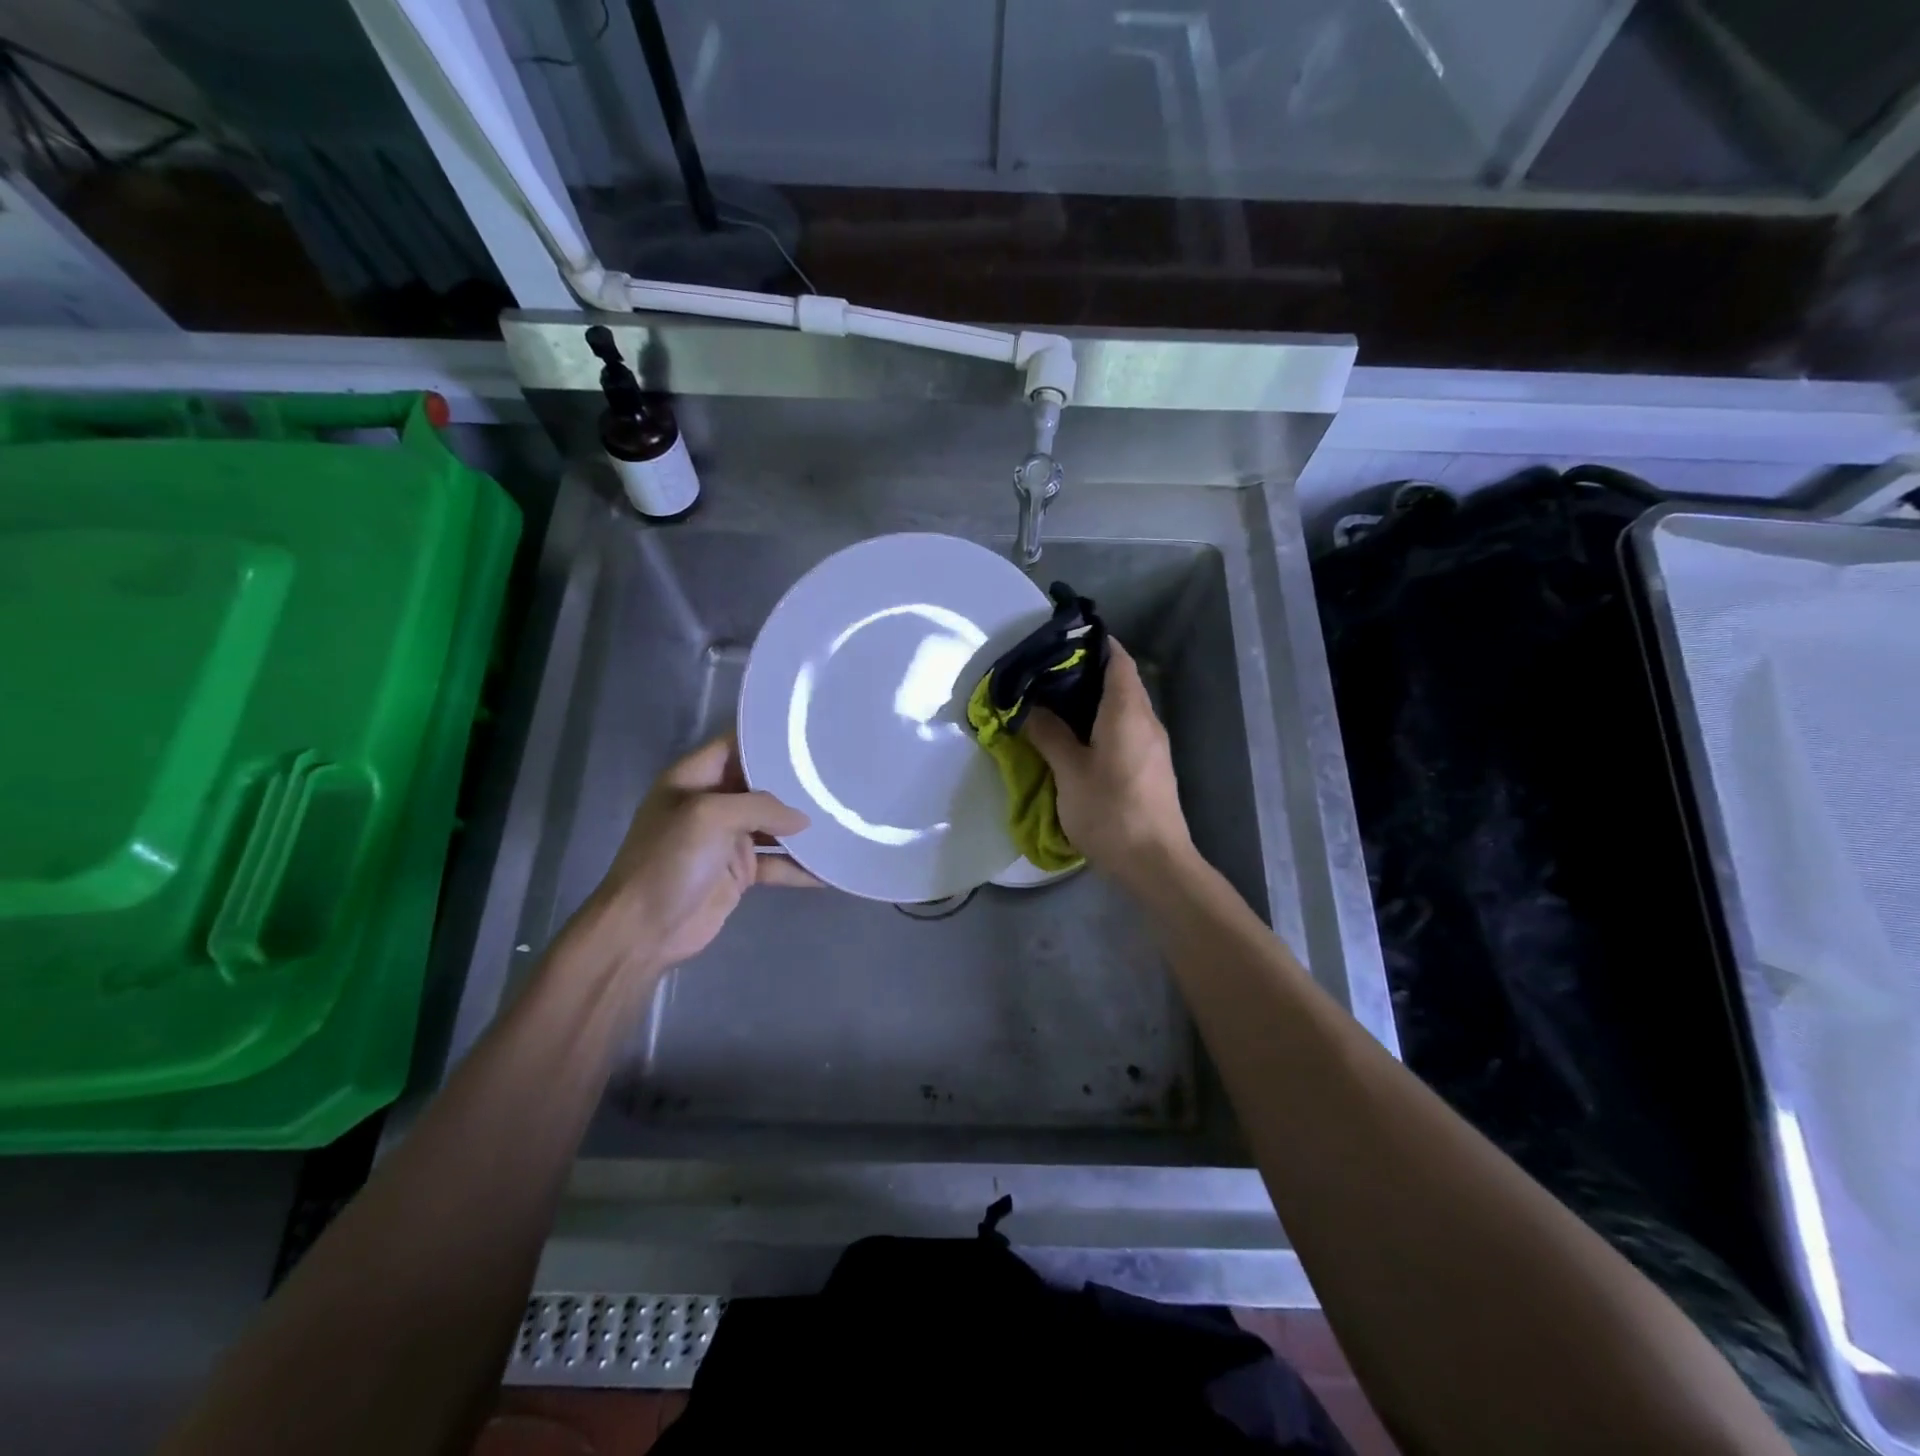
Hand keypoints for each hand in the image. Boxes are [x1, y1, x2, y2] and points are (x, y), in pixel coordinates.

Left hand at [574, 735, 815, 981]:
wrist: (644, 931)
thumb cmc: (669, 861)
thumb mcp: (710, 817)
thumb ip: (761, 807)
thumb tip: (804, 819)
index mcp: (695, 779)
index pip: (735, 745)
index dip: (768, 738)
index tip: (811, 733)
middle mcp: (712, 803)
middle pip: (761, 784)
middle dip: (796, 782)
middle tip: (839, 773)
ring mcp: (727, 839)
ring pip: (774, 825)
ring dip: (803, 825)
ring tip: (844, 815)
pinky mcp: (739, 872)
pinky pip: (778, 863)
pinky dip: (801, 866)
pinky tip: (831, 866)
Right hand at [1022, 638, 1193, 887]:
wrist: (1155, 863)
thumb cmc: (1111, 812)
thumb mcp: (1070, 772)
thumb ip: (1049, 735)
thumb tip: (1031, 709)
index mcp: (1128, 711)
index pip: (1117, 658)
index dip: (1093, 643)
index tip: (1060, 640)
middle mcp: (1147, 720)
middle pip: (1120, 680)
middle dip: (1084, 671)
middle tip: (1043, 673)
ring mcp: (1153, 745)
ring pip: (1123, 706)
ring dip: (1092, 699)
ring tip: (1052, 702)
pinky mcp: (1151, 766)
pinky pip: (1126, 728)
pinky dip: (1101, 722)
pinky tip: (1075, 736)